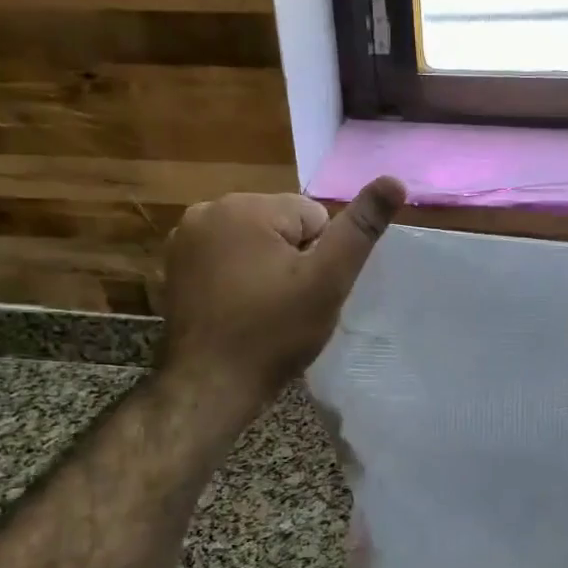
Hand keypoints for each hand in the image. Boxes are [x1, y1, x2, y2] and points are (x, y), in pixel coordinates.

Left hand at [160, 177, 405, 418]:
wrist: (209, 387)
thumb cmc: (274, 333)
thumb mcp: (328, 281)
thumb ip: (361, 228)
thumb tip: (395, 180)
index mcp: (246, 207)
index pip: (313, 216)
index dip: (320, 257)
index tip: (306, 292)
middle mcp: (207, 210)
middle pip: (280, 226)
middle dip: (291, 259)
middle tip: (287, 305)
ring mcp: (183, 239)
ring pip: (253, 242)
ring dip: (265, 268)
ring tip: (263, 311)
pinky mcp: (173, 266)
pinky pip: (225, 259)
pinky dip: (237, 279)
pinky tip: (237, 311)